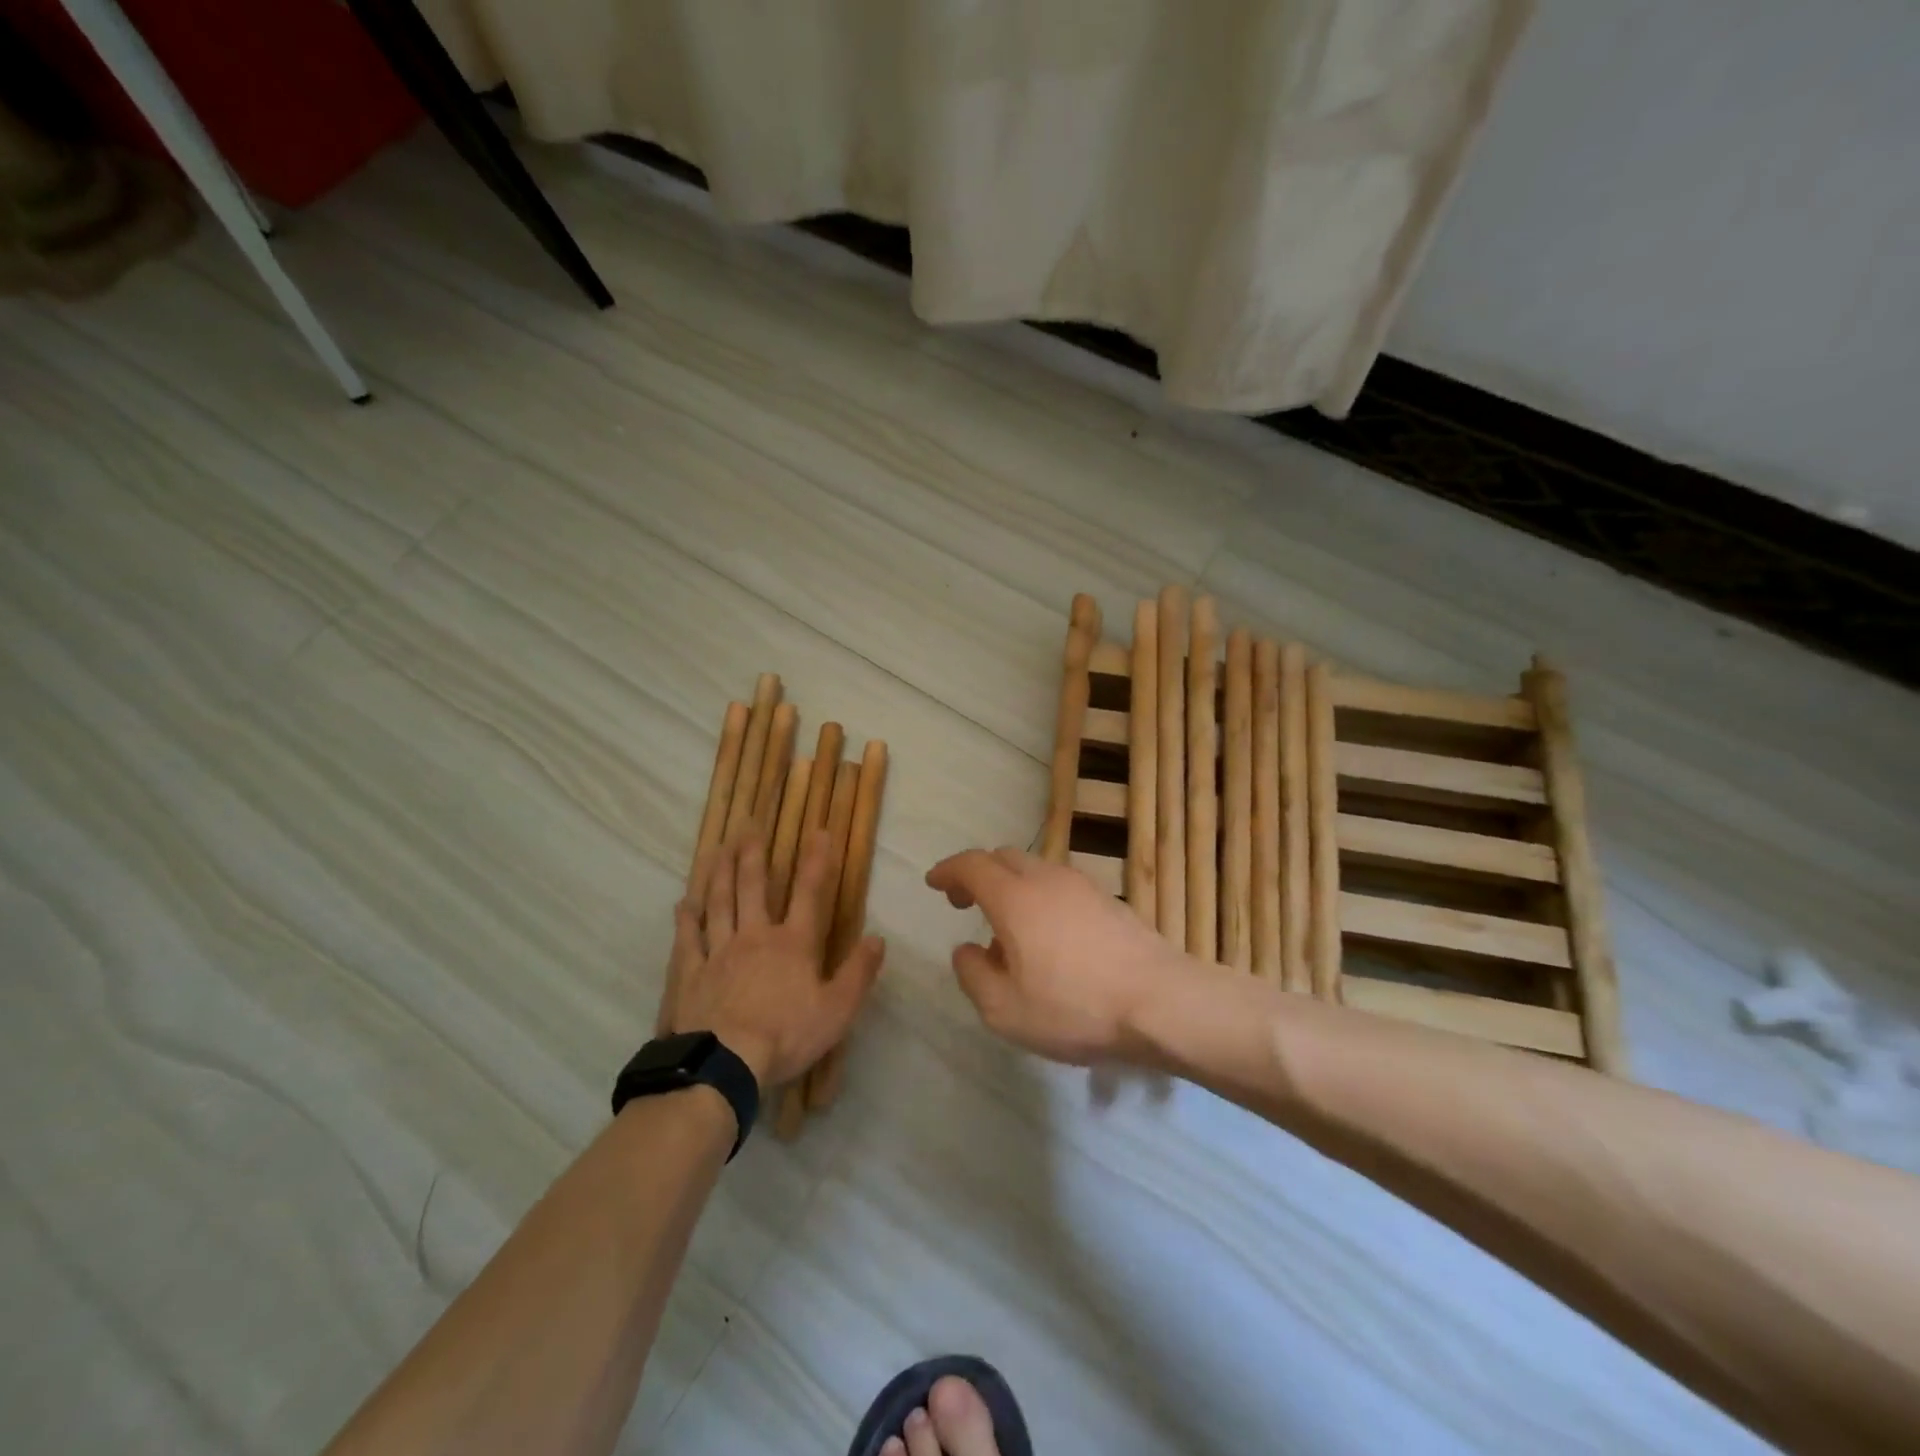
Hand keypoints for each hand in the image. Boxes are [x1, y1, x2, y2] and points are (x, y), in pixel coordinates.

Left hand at [660, 831, 883, 1086]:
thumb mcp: (838, 1010)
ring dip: (719, 874)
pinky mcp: (691, 973)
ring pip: (718, 903)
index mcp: (793, 943)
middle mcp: (755, 936)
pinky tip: (683, 902)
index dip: (816, 862)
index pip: (809, 894)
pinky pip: (688, 939)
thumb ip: (858, 972)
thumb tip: (878, 938)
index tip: (819, 832)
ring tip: (717, 849)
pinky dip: (686, 918)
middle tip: (748, 826)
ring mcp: (719, 952)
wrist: (725, 1064)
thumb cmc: (786, 1035)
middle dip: (753, 855)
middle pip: (753, 888)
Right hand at [925, 847, 1188, 1064]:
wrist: (1162, 1002)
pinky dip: (1039, 896)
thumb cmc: (1076, 1008)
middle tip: (964, 902)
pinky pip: (1060, 885)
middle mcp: (1047, 879)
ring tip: (1007, 929)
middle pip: (1003, 858)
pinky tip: (1048, 937)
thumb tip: (967, 950)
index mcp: (1015, 898)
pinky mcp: (1109, 900)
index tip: (934, 883)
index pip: (972, 864)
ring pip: (1034, 868)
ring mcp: (1083, 885)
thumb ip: (973, 975)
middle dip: (977, 874)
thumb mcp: (1005, 1010)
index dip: (948, 870)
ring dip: (1011, 886)